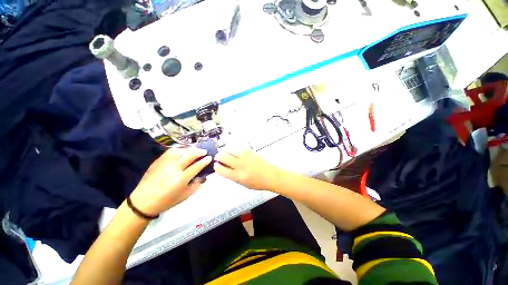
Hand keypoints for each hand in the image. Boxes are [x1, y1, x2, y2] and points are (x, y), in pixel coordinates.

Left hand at [129, 147, 211, 215]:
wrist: (143, 201)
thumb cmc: (167, 200)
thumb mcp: (185, 196)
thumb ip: (196, 185)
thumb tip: (203, 176)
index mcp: (181, 178)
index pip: (197, 166)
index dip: (205, 161)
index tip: (210, 157)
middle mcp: (174, 168)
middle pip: (190, 155)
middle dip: (199, 152)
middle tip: (204, 151)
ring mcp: (165, 163)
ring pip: (180, 151)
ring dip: (190, 149)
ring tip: (194, 150)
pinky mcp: (158, 161)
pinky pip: (170, 151)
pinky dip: (179, 149)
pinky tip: (182, 151)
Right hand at [214, 148, 281, 190]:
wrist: (272, 175)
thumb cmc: (258, 182)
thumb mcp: (243, 183)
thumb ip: (232, 175)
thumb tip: (223, 167)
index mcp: (238, 177)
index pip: (221, 170)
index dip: (216, 166)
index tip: (216, 165)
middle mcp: (241, 166)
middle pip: (223, 157)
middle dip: (218, 156)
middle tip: (219, 157)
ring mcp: (246, 157)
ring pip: (230, 149)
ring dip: (226, 150)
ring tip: (227, 153)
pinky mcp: (251, 151)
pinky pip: (239, 147)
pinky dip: (235, 148)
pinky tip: (236, 151)